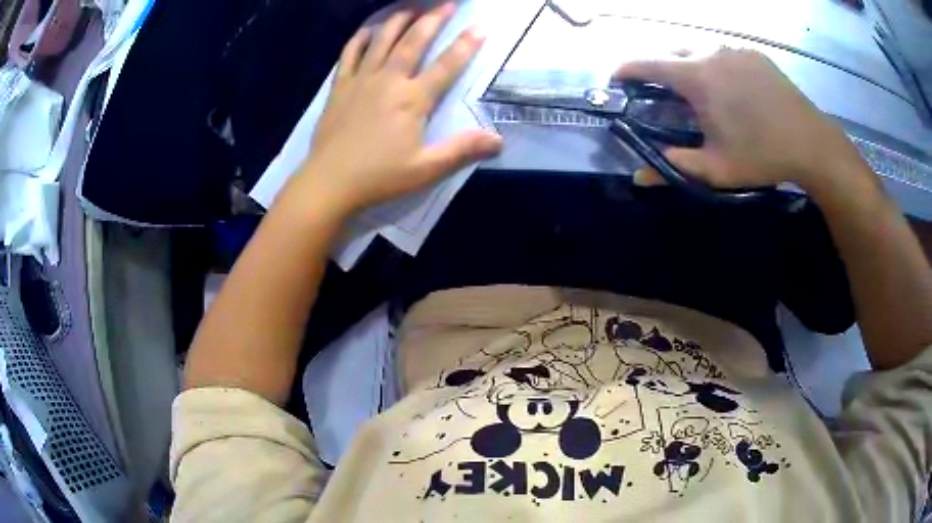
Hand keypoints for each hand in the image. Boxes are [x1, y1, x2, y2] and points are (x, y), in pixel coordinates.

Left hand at [294, 3, 502, 216]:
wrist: (329, 182)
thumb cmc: (379, 176)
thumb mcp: (426, 168)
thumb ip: (461, 150)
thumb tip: (498, 140)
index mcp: (412, 99)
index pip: (446, 65)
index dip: (466, 45)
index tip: (480, 27)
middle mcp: (388, 80)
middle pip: (413, 41)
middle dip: (433, 19)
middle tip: (447, 3)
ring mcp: (361, 80)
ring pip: (382, 39)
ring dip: (399, 19)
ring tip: (411, 6)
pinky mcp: (341, 86)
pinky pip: (350, 53)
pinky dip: (361, 37)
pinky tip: (369, 28)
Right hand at [617, 49, 869, 193]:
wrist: (811, 143)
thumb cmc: (762, 156)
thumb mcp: (716, 169)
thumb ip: (675, 166)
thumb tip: (637, 177)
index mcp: (697, 77)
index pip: (648, 63)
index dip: (627, 69)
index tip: (616, 78)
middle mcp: (711, 53)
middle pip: (672, 52)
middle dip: (660, 68)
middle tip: (663, 92)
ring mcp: (735, 50)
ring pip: (699, 50)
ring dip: (690, 66)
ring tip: (699, 91)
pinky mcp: (755, 54)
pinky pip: (724, 53)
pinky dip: (716, 65)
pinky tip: (729, 88)